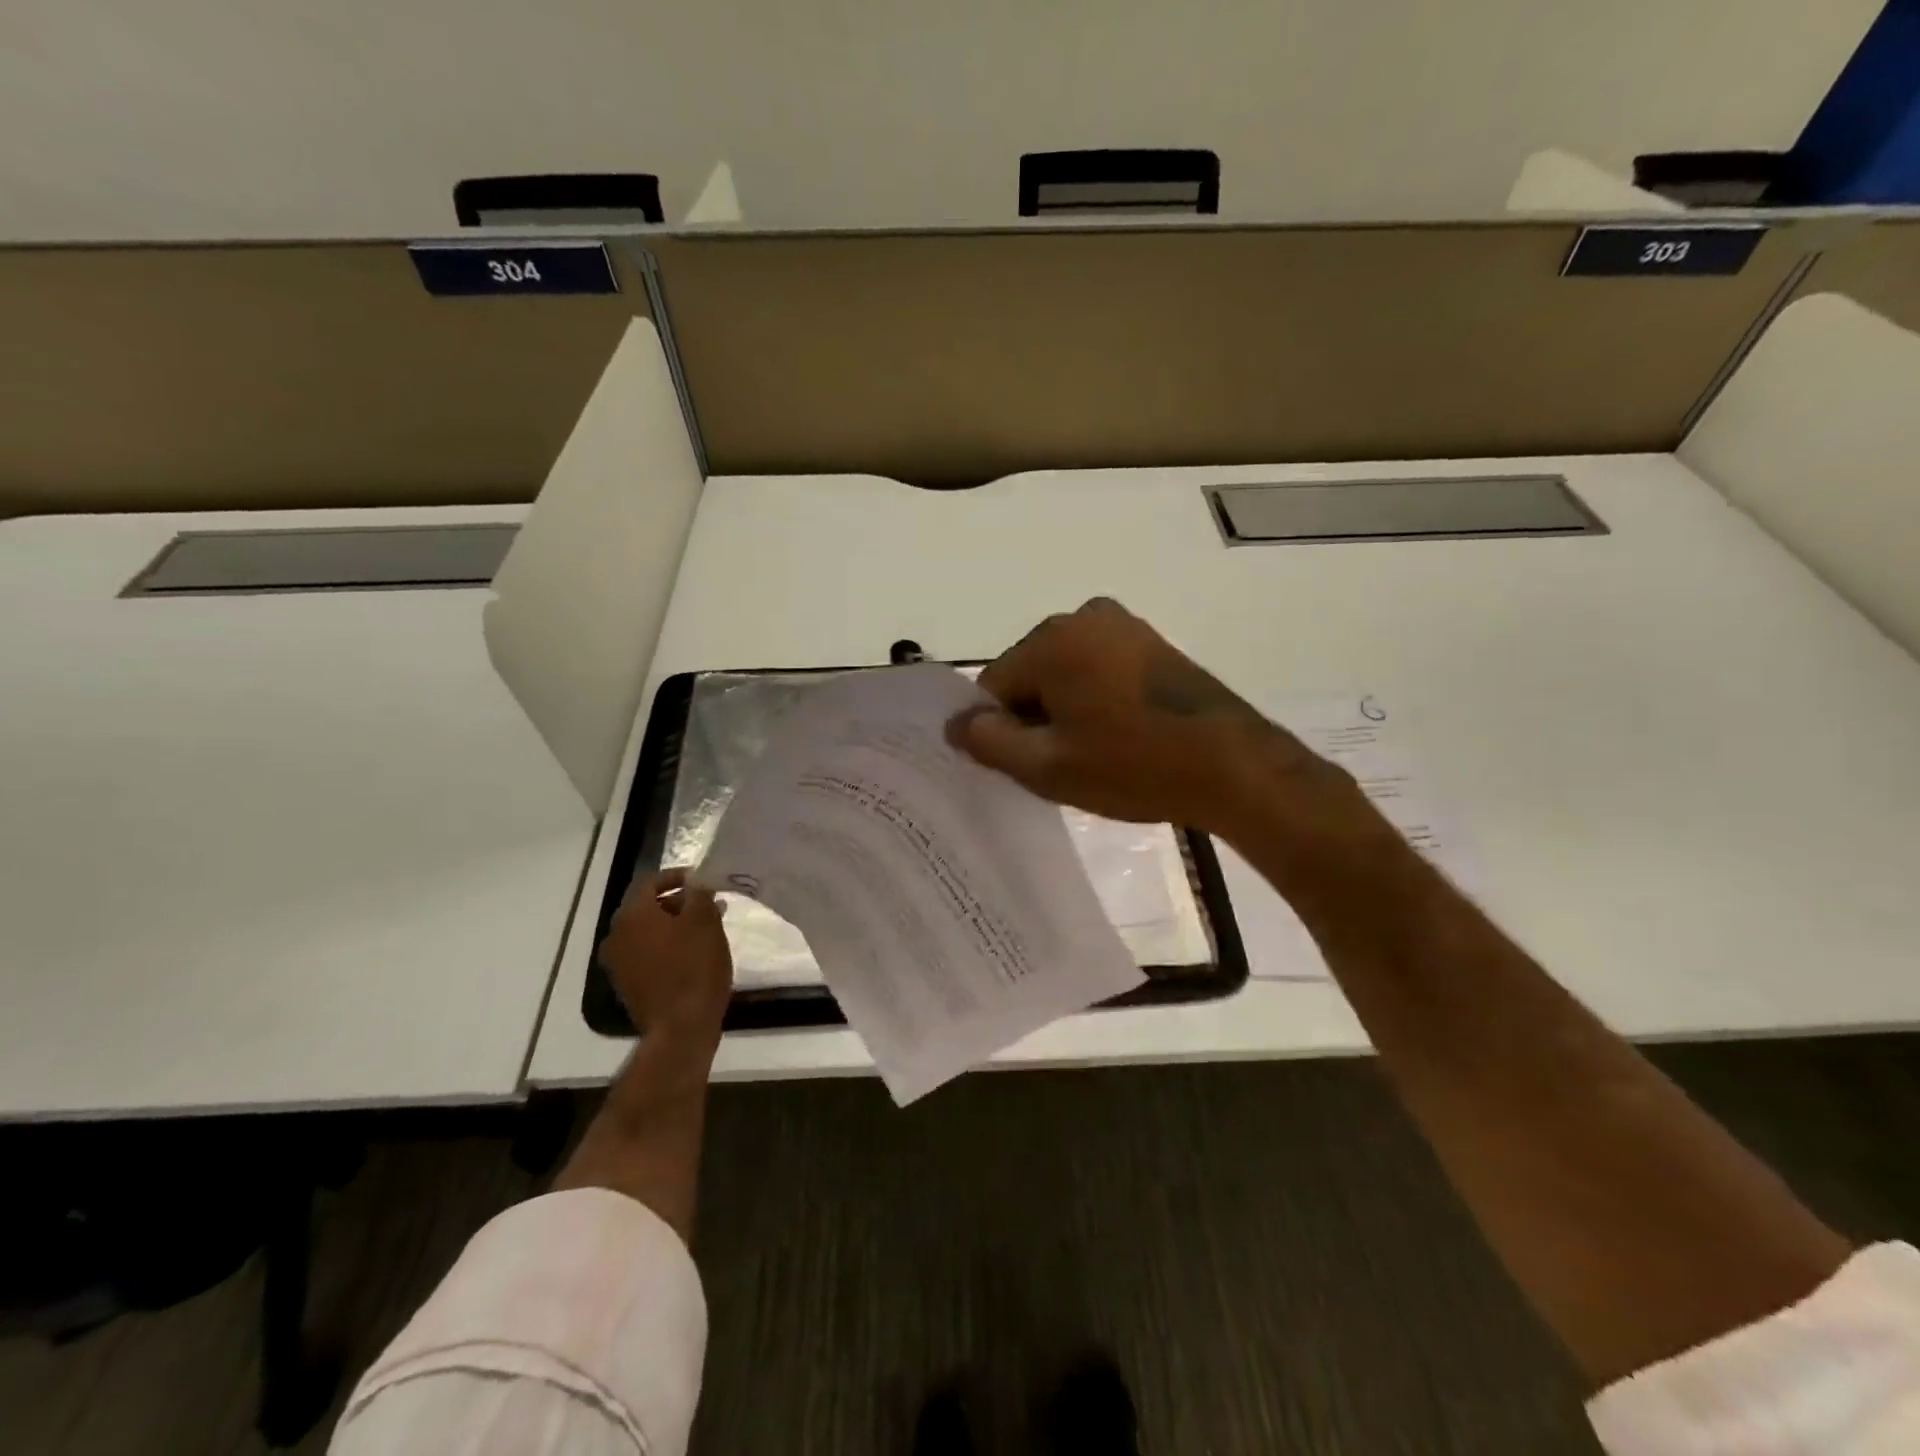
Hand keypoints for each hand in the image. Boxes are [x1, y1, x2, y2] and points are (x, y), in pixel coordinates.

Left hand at [600, 869, 732, 1044]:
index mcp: (632, 915)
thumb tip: (695, 883)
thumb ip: (699, 894)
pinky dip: (667, 946)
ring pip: (648, 932)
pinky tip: (693, 953)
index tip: (703, 880)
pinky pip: (647, 954)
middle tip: (709, 904)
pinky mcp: (627, 985)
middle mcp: (616, 935)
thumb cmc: (695, 967)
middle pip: (647, 907)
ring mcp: (618, 963)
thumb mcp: (705, 922)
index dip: (678, 876)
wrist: (681, 1028)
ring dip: (674, 925)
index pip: (651, 882)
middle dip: (679, 902)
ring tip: (706, 928)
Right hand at [947, 598, 1360, 837]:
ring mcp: (1122, 625)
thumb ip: (989, 742)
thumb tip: (955, 724)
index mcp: (1052, 640)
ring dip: (1064, 711)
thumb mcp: (1048, 766)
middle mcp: (1083, 617)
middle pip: (1029, 674)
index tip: (1027, 766)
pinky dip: (1093, 700)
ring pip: (1063, 673)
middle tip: (1063, 764)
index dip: (1001, 731)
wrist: (1231, 764)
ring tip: (1094, 754)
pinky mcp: (1150, 642)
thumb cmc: (1132, 766)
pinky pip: (1097, 669)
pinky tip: (1117, 735)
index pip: (993, 687)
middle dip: (1034, 717)